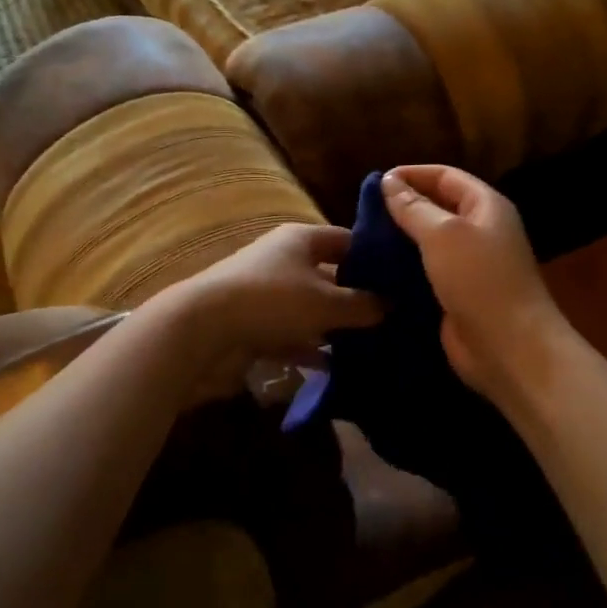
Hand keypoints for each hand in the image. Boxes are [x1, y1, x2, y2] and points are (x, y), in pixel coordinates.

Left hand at [153, 223, 383, 400]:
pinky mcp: (254, 324)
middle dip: (358, 297)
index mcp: (301, 239)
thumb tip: (392, 305)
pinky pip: (292, 334)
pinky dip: (310, 349)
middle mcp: (284, 260)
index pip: (347, 240)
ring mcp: (267, 293)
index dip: (375, 256)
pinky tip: (336, 368)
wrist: (202, 330)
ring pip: (312, 308)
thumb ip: (363, 305)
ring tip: (373, 346)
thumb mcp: (326, 303)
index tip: (403, 279)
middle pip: (330, 275)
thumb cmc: (272, 301)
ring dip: (335, 326)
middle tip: (395, 318)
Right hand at [382, 165, 568, 402]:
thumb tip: (389, 181)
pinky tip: (376, 271)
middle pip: (438, 207)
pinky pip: (426, 273)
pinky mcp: (457, 295)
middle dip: (404, 206)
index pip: (446, 176)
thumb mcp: (442, 235)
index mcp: (486, 207)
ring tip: (364, 240)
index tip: (376, 182)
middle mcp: (480, 231)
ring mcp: (470, 266)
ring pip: (429, 242)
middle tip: (364, 213)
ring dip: (400, 240)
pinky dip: (404, 270)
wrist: (508, 348)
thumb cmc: (479, 280)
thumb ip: (413, 207)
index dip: (412, 174)